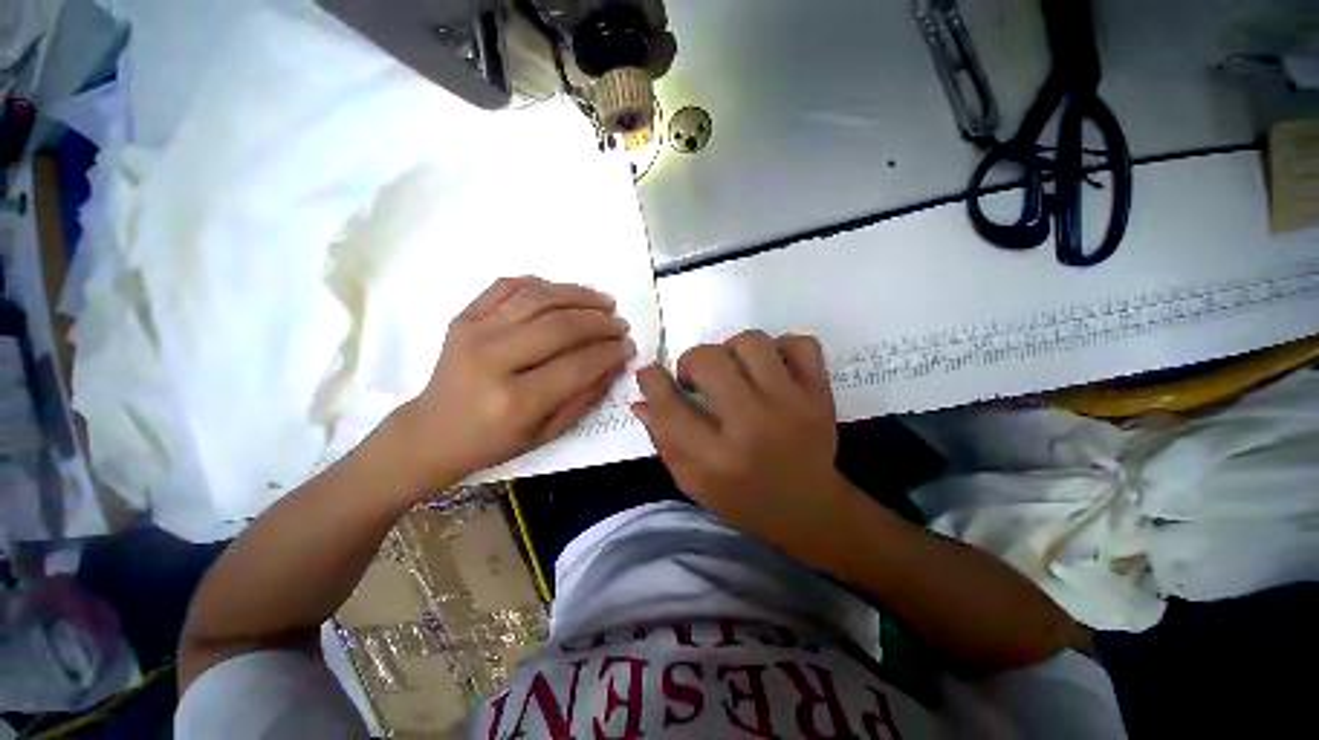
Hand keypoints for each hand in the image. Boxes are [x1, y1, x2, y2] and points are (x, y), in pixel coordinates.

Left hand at [400, 276, 634, 482]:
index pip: (577, 365)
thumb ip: (585, 397)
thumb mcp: (547, 433)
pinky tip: (561, 292)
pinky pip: (506, 286)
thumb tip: (615, 364)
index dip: (609, 352)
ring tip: (602, 301)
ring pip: (537, 299)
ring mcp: (474, 333)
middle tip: (619, 324)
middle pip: (560, 326)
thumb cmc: (494, 441)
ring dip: (578, 295)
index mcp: (515, 401)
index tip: (628, 346)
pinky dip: (539, 284)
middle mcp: (493, 360)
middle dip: (600, 322)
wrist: (433, 432)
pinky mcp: (463, 317)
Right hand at [632, 331, 850, 547]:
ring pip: (752, 343)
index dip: (652, 381)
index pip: (669, 406)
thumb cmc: (743, 499)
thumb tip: (640, 399)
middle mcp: (751, 426)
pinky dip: (781, 348)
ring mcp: (792, 406)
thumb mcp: (693, 482)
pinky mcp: (819, 395)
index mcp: (715, 458)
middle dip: (692, 362)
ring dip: (733, 351)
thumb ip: (663, 439)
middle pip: (709, 361)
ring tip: (735, 372)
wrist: (809, 509)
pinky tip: (771, 369)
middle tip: (697, 378)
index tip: (650, 373)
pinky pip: (800, 344)